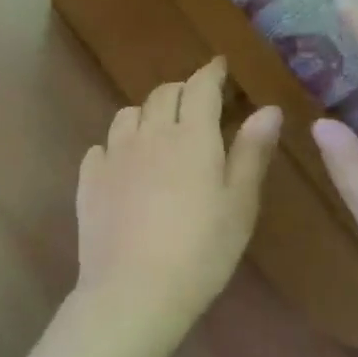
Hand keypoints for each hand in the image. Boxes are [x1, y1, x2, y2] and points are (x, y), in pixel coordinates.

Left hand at [75, 59, 281, 330]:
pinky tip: (124, 166)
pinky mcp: (89, 180)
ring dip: (146, 114)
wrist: (134, 289)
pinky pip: (101, 148)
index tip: (219, 67)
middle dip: (181, 91)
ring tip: (158, 132)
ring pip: (127, 116)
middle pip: (162, 94)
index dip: (211, 72)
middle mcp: (148, 135)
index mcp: (190, 136)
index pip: (200, 87)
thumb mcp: (240, 205)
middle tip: (195, 102)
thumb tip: (268, 109)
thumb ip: (251, 152)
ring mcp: (113, 156)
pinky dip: (116, 146)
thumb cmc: (201, 251)